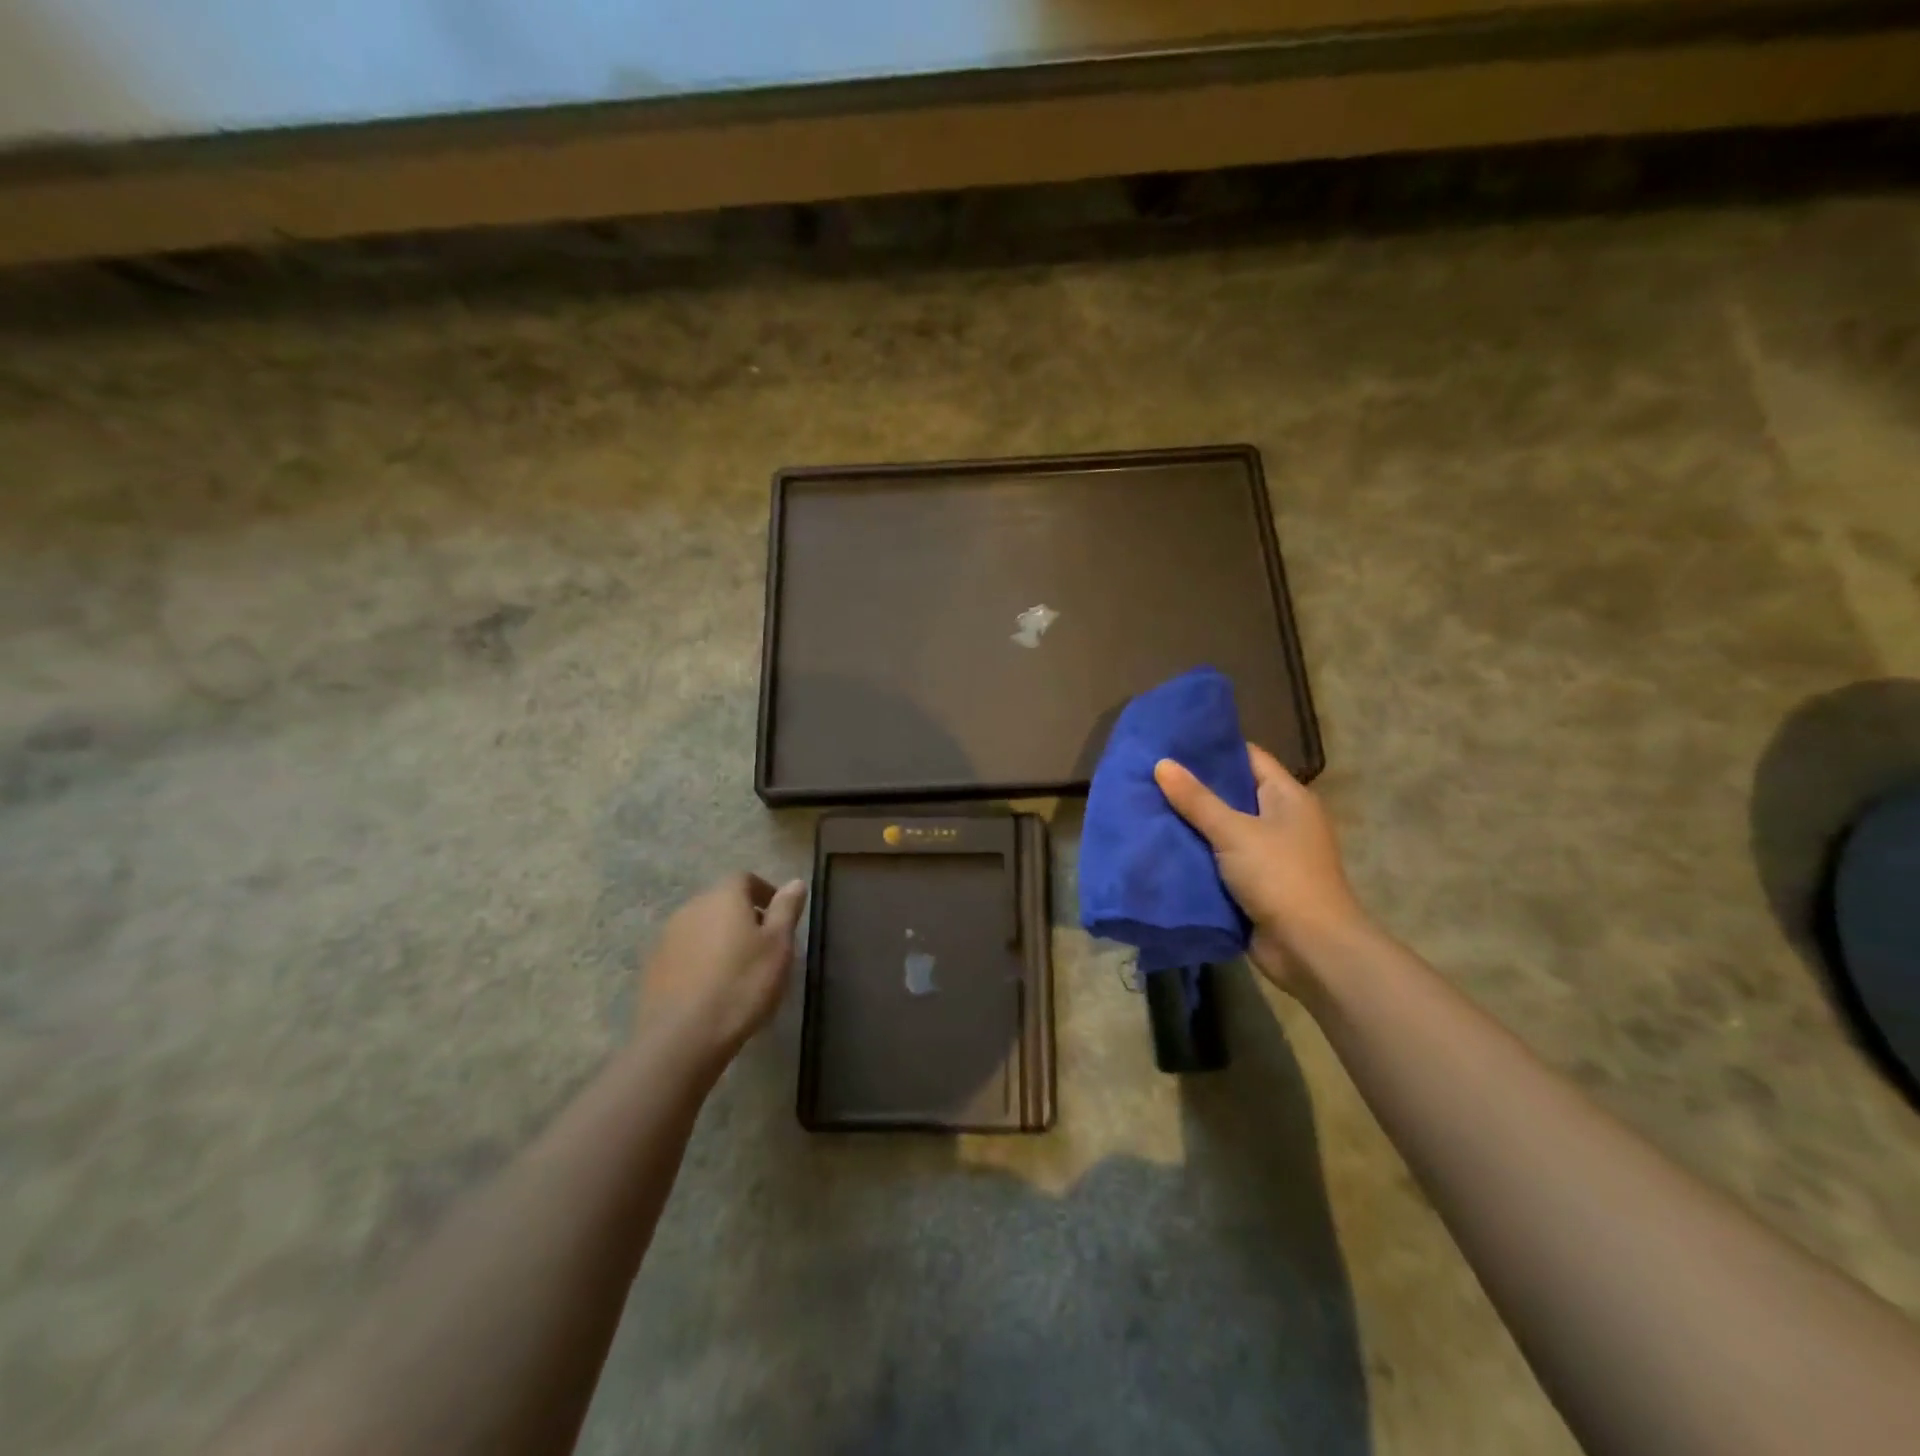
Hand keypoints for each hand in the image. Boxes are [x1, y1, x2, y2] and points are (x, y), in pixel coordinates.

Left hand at [635, 874, 807, 1074]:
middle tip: (764, 946)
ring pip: (701, 927)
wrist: (682, 1037)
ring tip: (739, 970)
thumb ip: (786, 910)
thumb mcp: (778, 946)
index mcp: (723, 897)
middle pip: (721, 902)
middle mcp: (691, 908)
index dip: (764, 893)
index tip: (779, 917)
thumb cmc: (742, 984)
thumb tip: (795, 882)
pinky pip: (685, 953)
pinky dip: (701, 961)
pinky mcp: (653, 967)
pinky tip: (712, 988)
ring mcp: (667, 937)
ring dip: (720, 939)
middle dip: (743, 917)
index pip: (745, 879)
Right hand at [1153, 745, 1368, 993]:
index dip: (1213, 748)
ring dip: (1190, 824)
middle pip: (1232, 793)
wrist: (1310, 949)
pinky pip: (1218, 861)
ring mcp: (1268, 855)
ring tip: (1145, 805)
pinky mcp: (1253, 885)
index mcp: (1288, 797)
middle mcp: (1280, 821)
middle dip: (1193, 787)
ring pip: (1221, 829)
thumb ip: (1197, 799)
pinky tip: (1160, 846)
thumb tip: (1161, 763)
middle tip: (1149, 774)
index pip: (1248, 758)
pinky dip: (1195, 855)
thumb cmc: (1280, 877)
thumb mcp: (1234, 832)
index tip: (1172, 742)